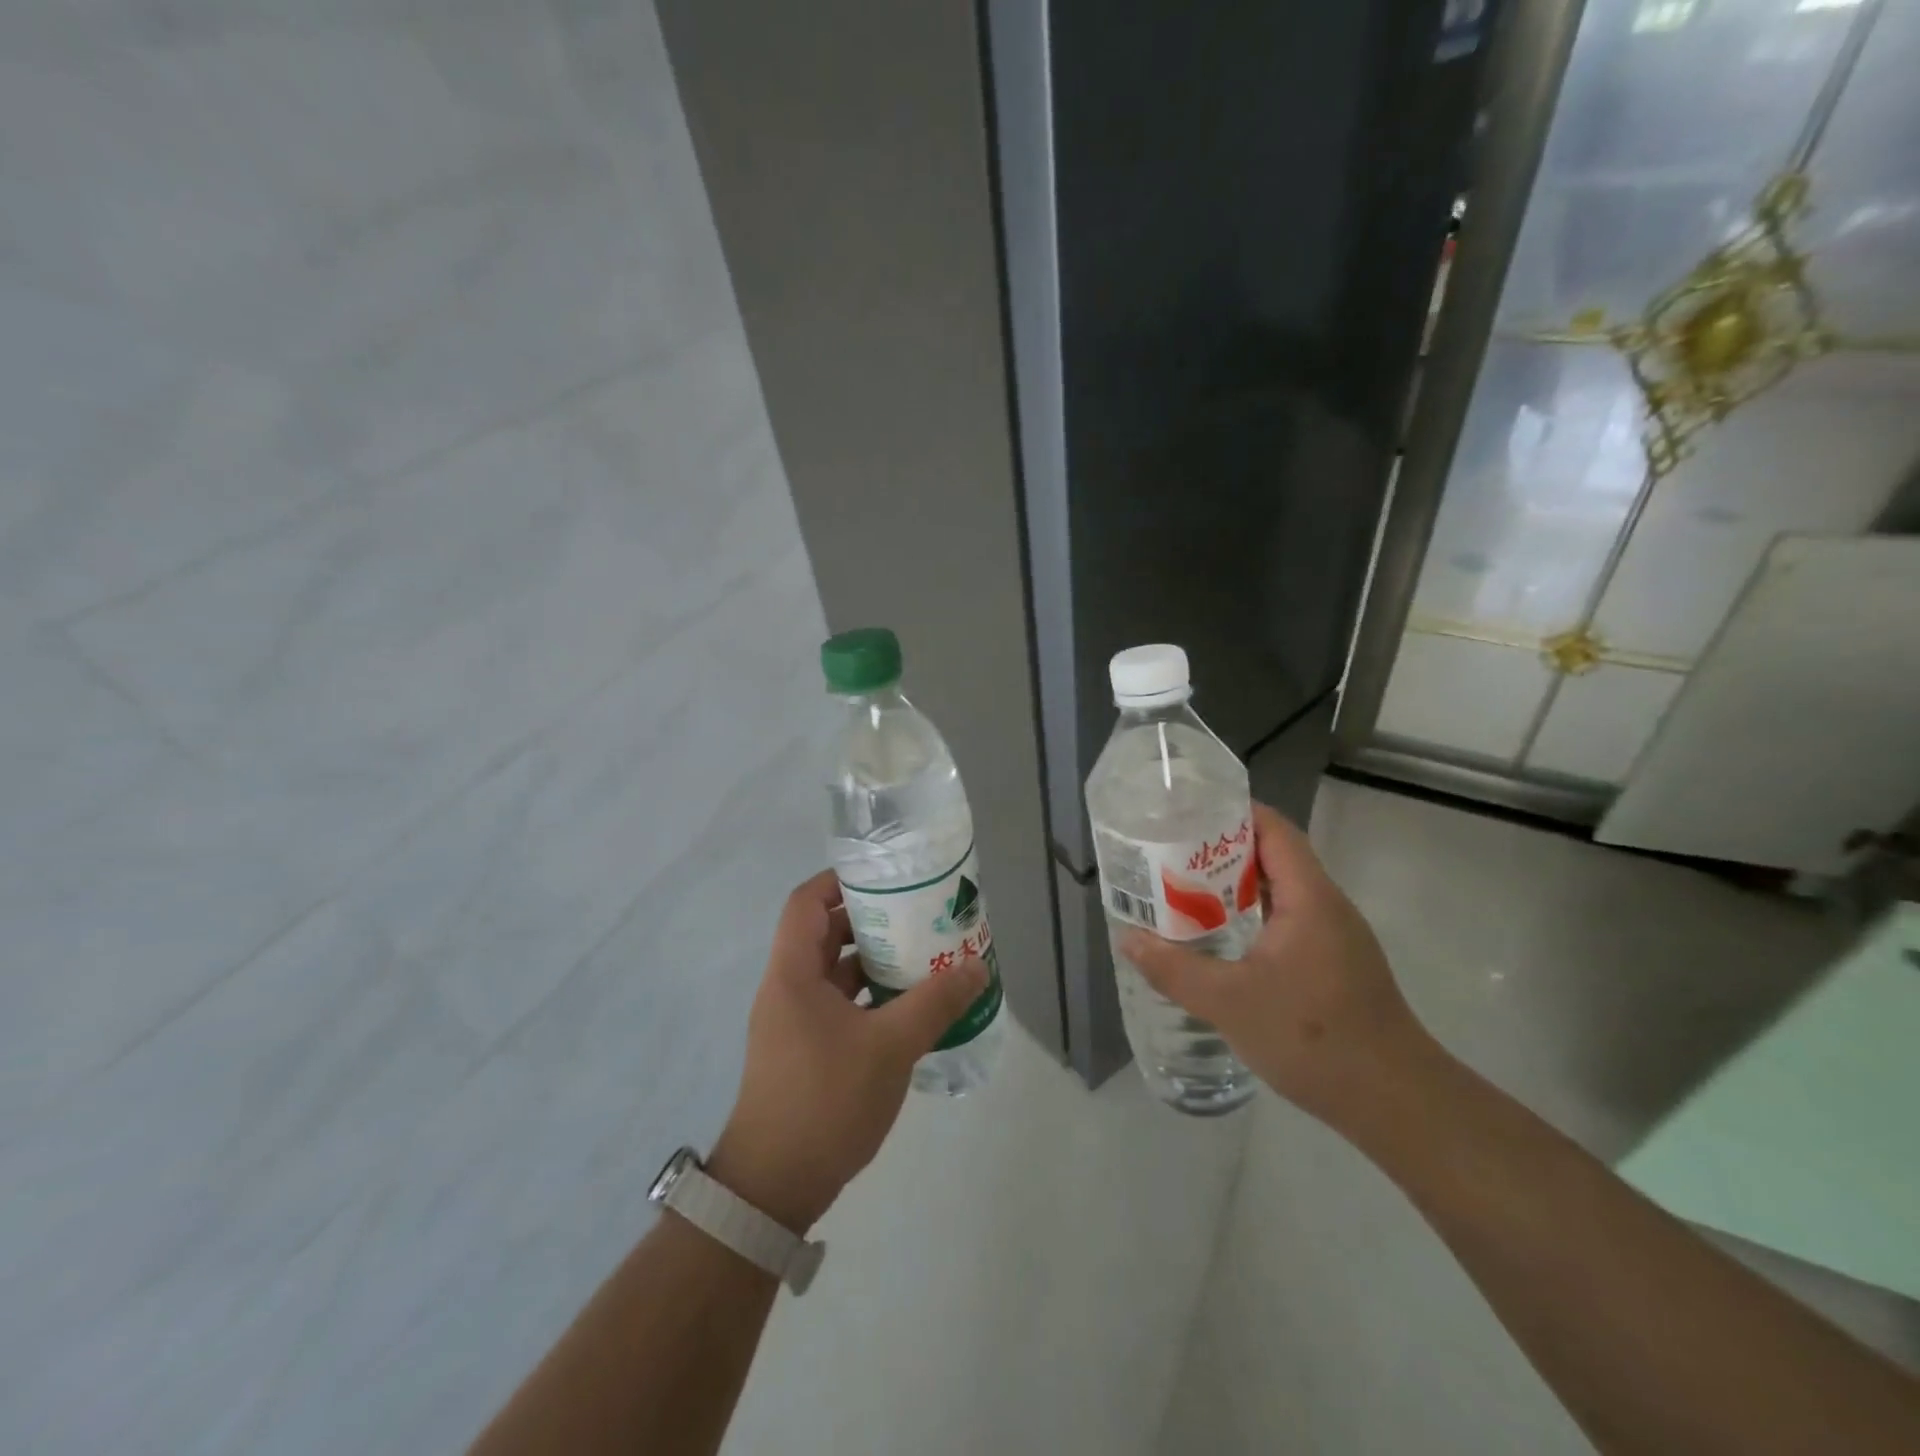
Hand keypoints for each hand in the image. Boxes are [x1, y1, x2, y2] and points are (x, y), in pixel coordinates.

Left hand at [707, 869, 989, 1232]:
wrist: (774, 1186)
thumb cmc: (825, 1100)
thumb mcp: (890, 1047)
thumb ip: (935, 1003)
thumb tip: (977, 966)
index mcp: (793, 973)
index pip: (806, 902)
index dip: (841, 881)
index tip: (886, 878)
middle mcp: (787, 989)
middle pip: (825, 934)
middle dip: (870, 920)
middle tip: (918, 914)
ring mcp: (793, 1022)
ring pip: (834, 973)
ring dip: (873, 961)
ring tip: (922, 955)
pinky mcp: (804, 1051)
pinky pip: (838, 1005)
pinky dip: (869, 997)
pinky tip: (908, 1007)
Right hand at [1121, 802, 1433, 1132]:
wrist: (1395, 1103)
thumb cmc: (1314, 1039)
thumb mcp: (1230, 1003)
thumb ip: (1175, 969)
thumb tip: (1128, 939)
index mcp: (1310, 898)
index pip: (1273, 829)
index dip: (1233, 812)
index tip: (1186, 813)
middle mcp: (1326, 906)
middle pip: (1274, 855)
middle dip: (1222, 849)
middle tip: (1170, 853)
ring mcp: (1335, 937)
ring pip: (1281, 891)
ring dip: (1236, 886)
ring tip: (1184, 889)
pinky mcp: (1335, 965)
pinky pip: (1288, 920)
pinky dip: (1252, 916)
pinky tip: (1221, 938)